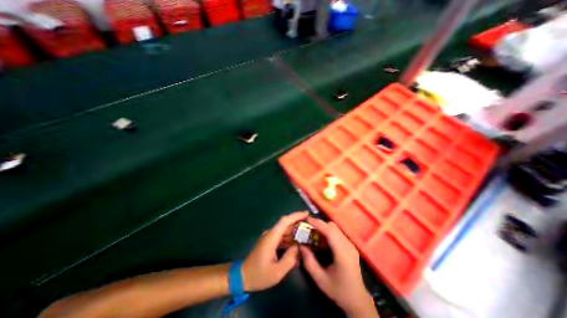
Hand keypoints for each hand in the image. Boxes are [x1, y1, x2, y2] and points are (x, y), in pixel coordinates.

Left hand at [241, 213, 308, 291]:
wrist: (242, 276)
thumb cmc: (259, 275)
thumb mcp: (277, 272)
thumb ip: (290, 258)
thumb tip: (298, 247)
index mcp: (272, 237)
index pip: (285, 221)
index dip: (296, 216)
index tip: (306, 214)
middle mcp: (270, 234)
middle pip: (286, 224)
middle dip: (298, 223)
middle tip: (311, 226)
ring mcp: (269, 238)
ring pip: (284, 231)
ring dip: (295, 232)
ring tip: (307, 235)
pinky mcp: (269, 242)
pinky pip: (282, 237)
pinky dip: (290, 239)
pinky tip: (297, 245)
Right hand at [299, 218, 377, 316]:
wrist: (357, 300)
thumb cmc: (338, 290)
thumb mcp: (320, 279)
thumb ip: (309, 261)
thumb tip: (300, 245)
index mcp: (342, 253)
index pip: (330, 231)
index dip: (318, 223)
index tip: (307, 220)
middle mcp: (348, 245)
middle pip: (333, 227)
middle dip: (319, 224)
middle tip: (308, 228)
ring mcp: (351, 245)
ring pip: (336, 228)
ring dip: (324, 228)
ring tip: (314, 233)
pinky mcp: (351, 246)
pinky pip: (338, 233)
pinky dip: (328, 232)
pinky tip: (322, 240)